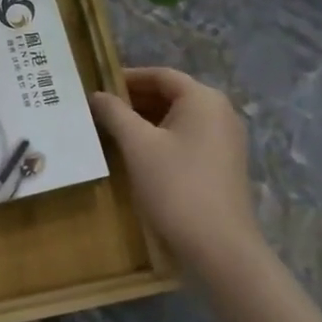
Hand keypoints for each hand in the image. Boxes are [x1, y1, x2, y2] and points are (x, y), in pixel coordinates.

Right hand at [90, 67, 263, 275]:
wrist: (220, 247)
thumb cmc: (176, 186)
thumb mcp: (137, 146)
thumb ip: (114, 113)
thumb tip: (96, 95)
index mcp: (203, 99)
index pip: (160, 75)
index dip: (127, 78)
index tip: (98, 87)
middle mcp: (220, 111)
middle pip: (171, 94)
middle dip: (135, 100)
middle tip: (100, 110)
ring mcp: (226, 139)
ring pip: (179, 117)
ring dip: (147, 119)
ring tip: (113, 130)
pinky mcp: (225, 163)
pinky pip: (189, 137)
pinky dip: (163, 137)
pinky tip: (139, 153)